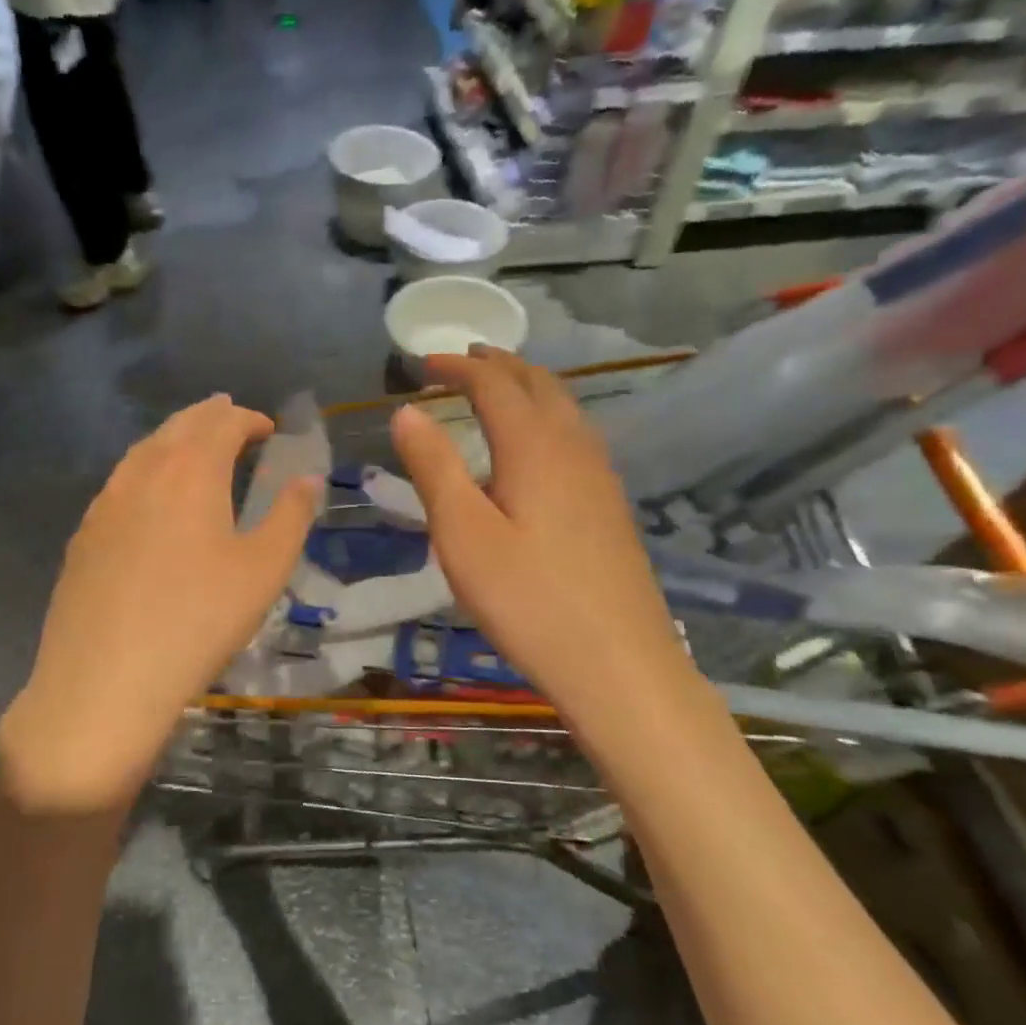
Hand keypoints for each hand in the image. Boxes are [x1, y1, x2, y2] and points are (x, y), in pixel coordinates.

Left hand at [0, 395, 318, 815]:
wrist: (105, 679)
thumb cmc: (199, 620)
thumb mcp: (263, 570)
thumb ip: (291, 517)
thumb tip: (307, 479)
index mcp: (191, 472)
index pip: (222, 423)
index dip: (248, 419)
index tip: (268, 429)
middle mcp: (143, 473)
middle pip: (178, 427)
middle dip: (208, 416)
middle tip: (229, 415)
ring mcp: (105, 503)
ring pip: (143, 452)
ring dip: (173, 439)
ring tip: (191, 445)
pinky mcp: (83, 536)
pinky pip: (120, 483)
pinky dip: (145, 471)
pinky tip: (149, 497)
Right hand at [390, 349, 695, 720]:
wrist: (618, 664)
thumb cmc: (528, 600)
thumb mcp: (463, 535)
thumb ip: (434, 467)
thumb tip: (407, 410)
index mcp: (535, 446)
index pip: (494, 384)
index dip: (457, 366)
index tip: (422, 362)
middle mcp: (574, 448)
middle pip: (538, 385)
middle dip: (498, 365)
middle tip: (463, 361)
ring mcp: (601, 477)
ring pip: (564, 409)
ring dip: (527, 388)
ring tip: (497, 390)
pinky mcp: (610, 507)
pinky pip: (576, 437)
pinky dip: (546, 418)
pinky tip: (537, 448)